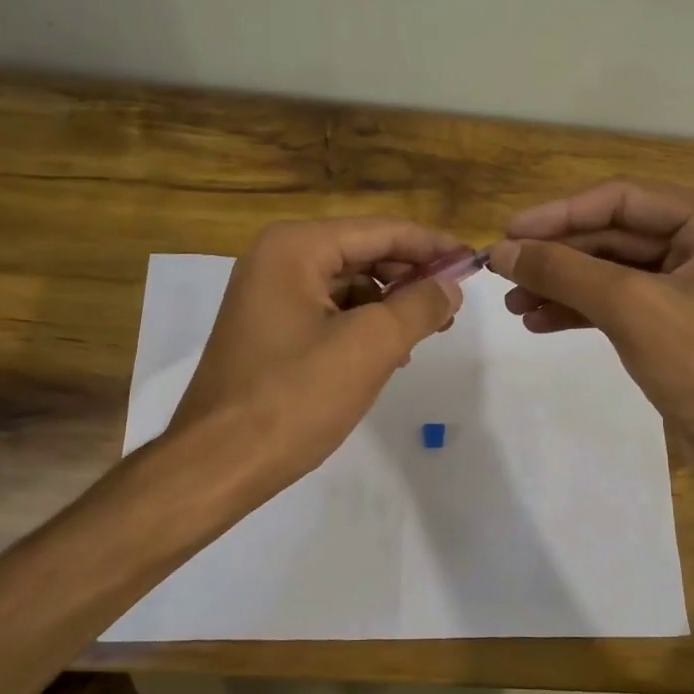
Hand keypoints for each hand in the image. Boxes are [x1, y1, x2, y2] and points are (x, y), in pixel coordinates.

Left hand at [166, 219, 464, 498]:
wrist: (219, 462)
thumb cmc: (295, 397)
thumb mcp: (370, 346)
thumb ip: (419, 306)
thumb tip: (451, 284)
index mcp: (295, 248)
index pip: (381, 231)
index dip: (432, 246)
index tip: (475, 262)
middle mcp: (277, 260)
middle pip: (363, 254)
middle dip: (411, 278)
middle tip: (453, 307)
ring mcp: (268, 296)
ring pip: (347, 287)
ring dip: (389, 306)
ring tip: (424, 336)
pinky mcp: (268, 330)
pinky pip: (328, 314)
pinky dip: (362, 328)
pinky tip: (387, 355)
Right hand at [487, 179, 693, 459]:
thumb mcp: (632, 309)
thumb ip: (564, 273)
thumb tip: (502, 251)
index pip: (623, 199)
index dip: (560, 214)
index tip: (508, 233)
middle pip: (613, 234)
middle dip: (557, 256)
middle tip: (503, 273)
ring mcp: (689, 285)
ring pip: (610, 271)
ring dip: (561, 285)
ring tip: (513, 305)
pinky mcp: (673, 323)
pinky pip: (617, 303)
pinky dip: (578, 310)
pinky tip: (540, 322)